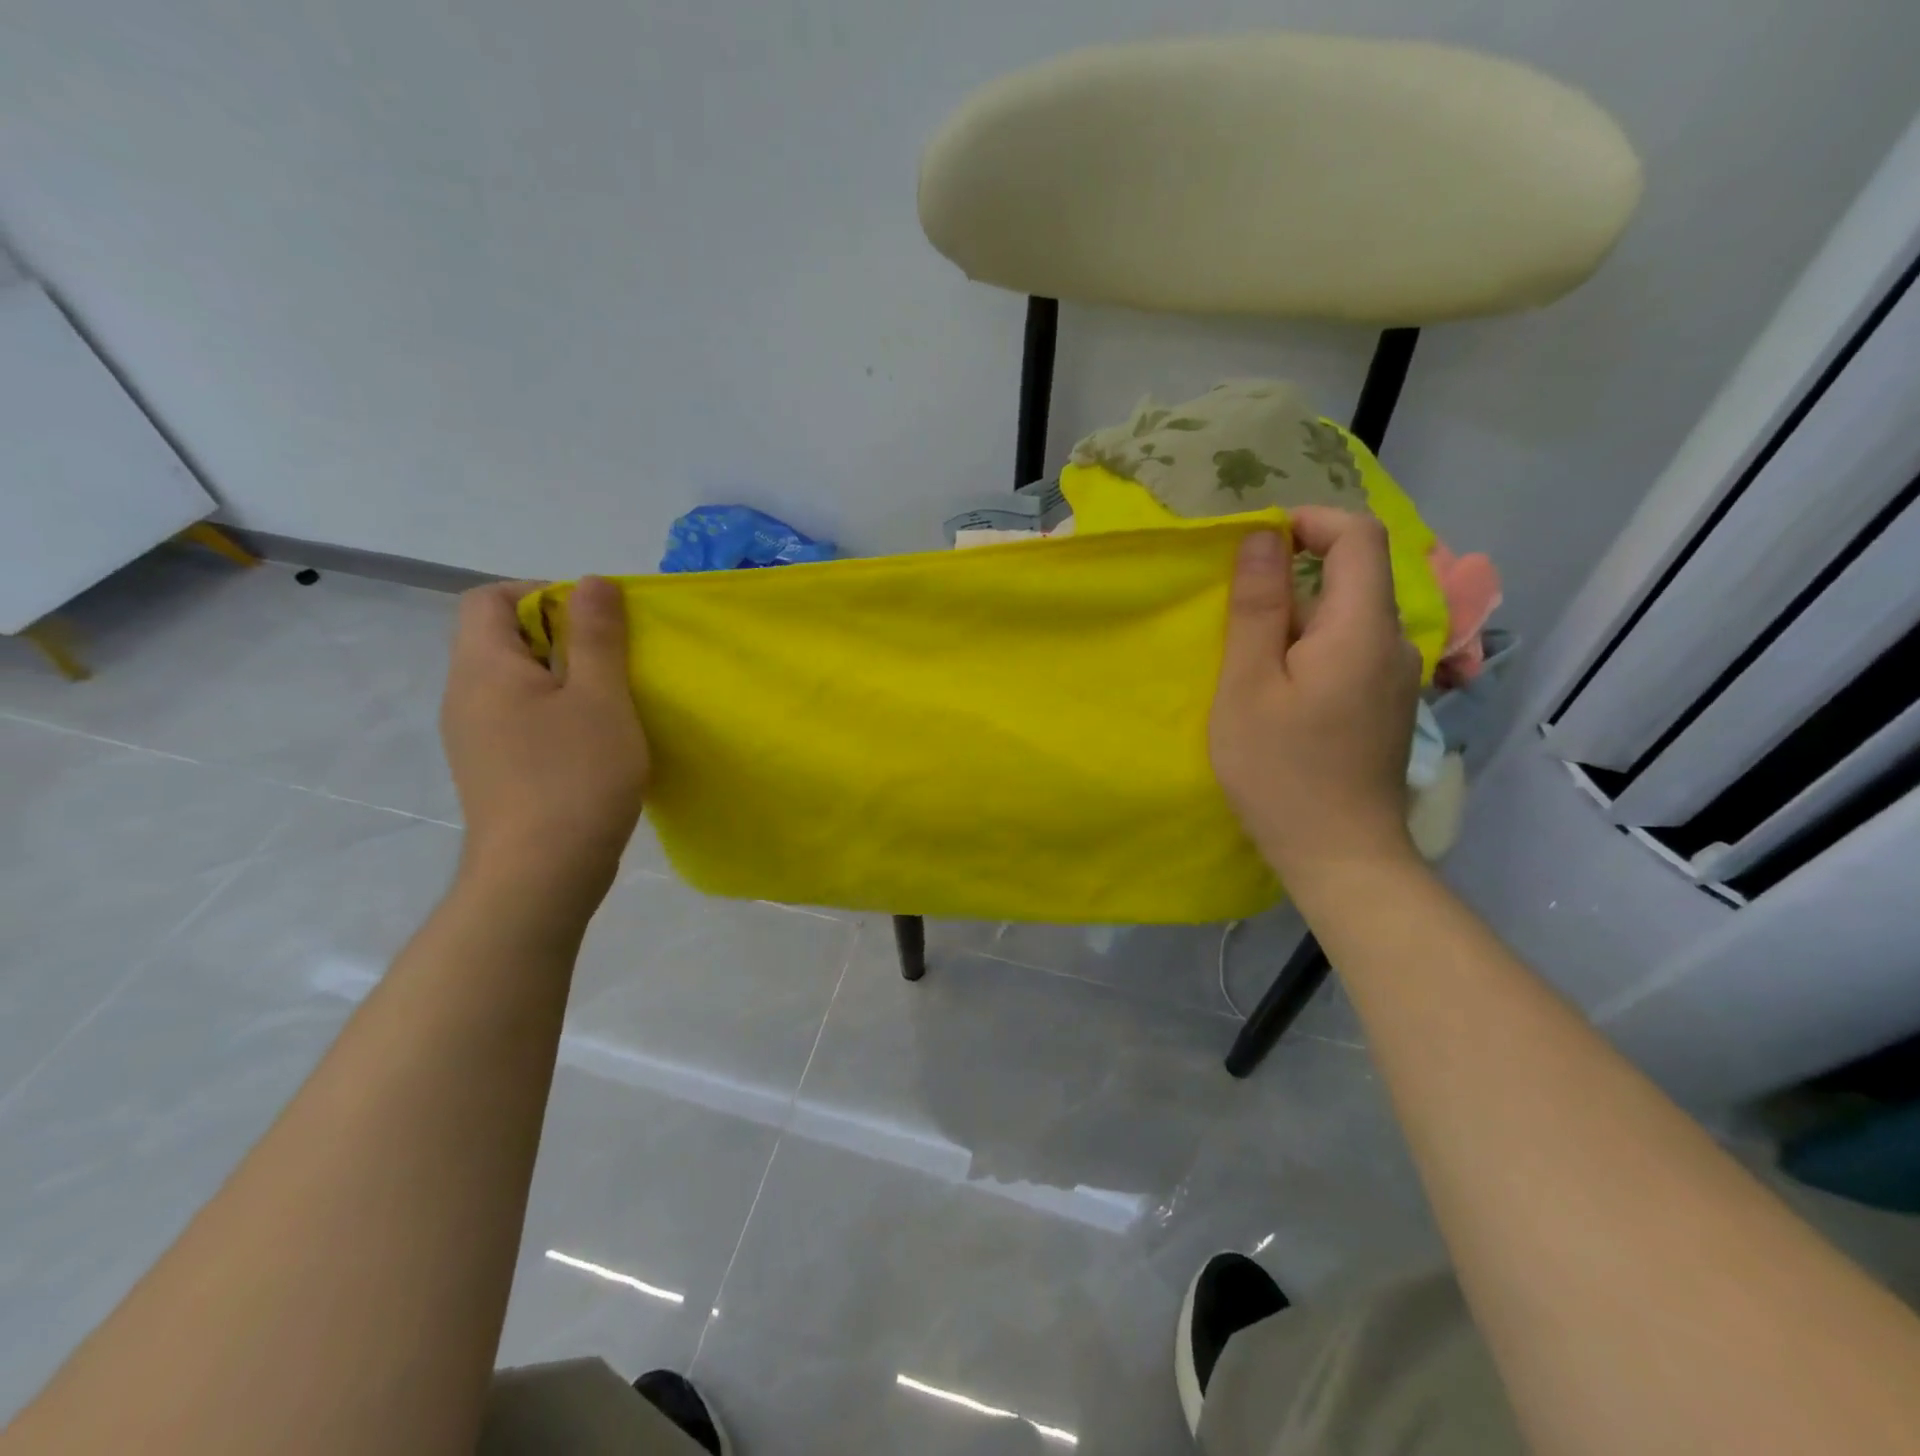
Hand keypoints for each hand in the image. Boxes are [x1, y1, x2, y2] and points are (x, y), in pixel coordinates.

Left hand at [440, 576, 648, 921]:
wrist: (540, 875)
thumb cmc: (575, 776)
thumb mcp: (600, 697)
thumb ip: (597, 635)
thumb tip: (592, 582)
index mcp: (482, 668)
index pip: (489, 599)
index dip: (542, 593)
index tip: (595, 620)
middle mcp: (465, 696)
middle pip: (502, 639)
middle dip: (561, 637)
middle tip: (614, 662)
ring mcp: (474, 738)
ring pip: (516, 682)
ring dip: (564, 678)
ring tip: (612, 702)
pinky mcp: (493, 770)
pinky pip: (520, 718)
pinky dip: (557, 713)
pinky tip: (595, 741)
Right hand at [1209, 508, 1422, 894]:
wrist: (1341, 855)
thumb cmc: (1282, 770)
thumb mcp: (1248, 686)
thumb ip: (1256, 608)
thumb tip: (1262, 539)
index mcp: (1362, 628)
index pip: (1358, 536)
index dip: (1311, 521)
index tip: (1258, 542)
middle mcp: (1394, 643)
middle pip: (1354, 577)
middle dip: (1294, 576)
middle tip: (1235, 613)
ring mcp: (1396, 678)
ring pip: (1349, 618)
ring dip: (1298, 618)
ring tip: (1249, 660)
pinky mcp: (1388, 707)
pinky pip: (1351, 652)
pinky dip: (1312, 649)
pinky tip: (1280, 692)